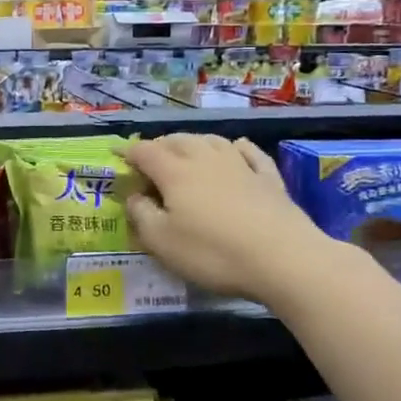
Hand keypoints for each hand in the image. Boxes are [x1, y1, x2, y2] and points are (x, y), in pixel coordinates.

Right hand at [124, 133, 341, 305]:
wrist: (284, 259)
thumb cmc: (213, 252)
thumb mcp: (162, 242)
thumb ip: (141, 215)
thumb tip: (134, 196)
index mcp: (174, 172)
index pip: (145, 152)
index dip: (128, 152)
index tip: (117, 156)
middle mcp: (205, 159)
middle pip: (178, 140)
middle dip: (159, 145)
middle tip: (149, 158)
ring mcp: (240, 166)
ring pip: (211, 141)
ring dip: (193, 142)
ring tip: (185, 151)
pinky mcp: (269, 179)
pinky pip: (249, 153)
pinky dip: (236, 147)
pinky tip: (236, 147)